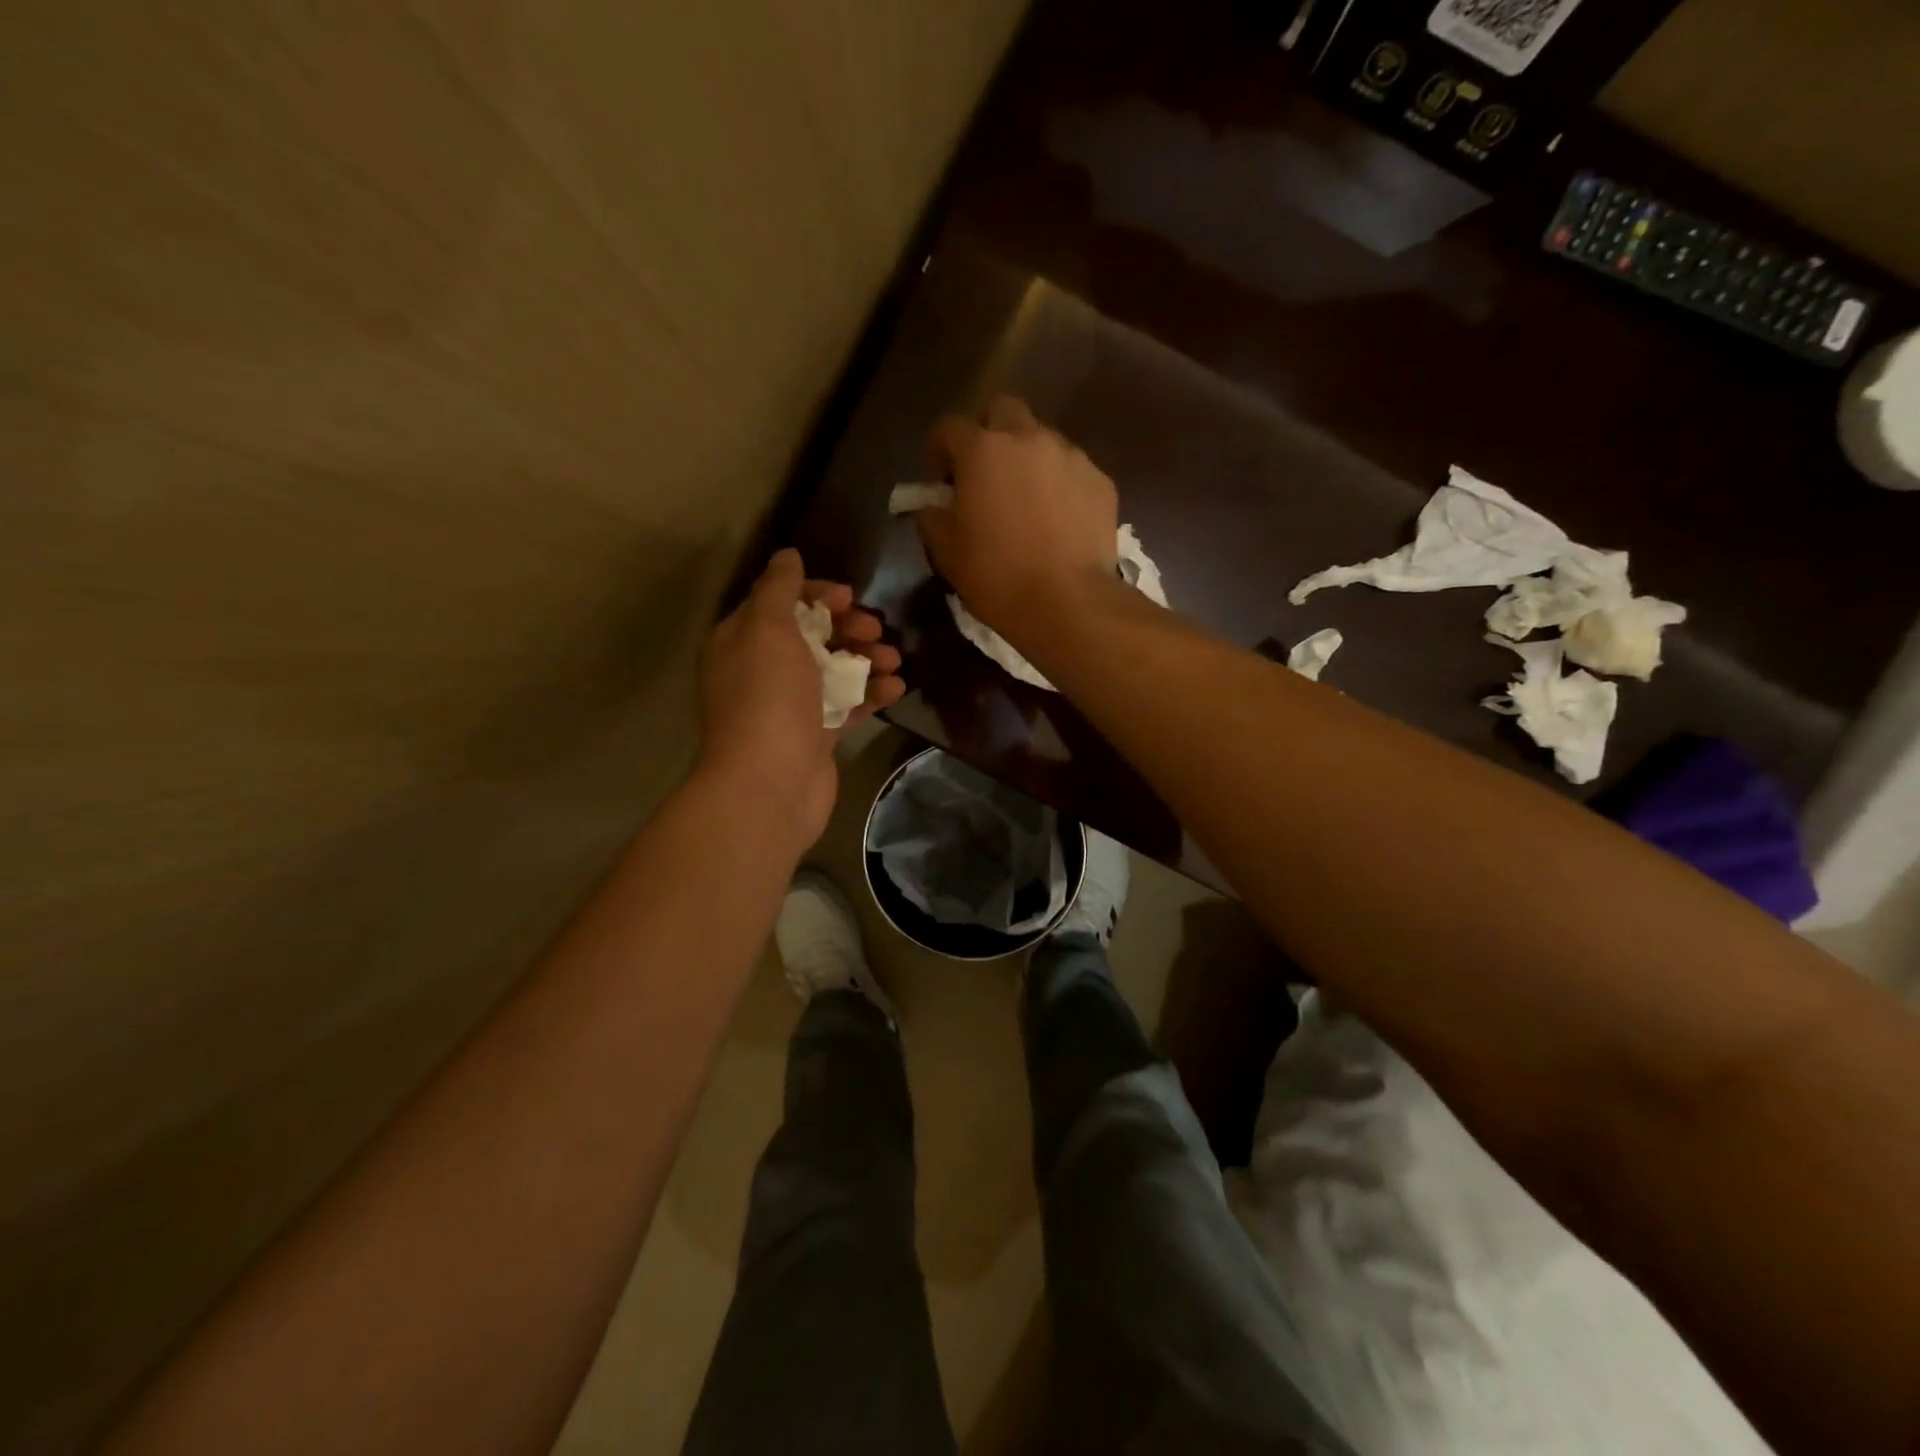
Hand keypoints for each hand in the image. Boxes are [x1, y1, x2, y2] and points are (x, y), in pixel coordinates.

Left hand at [696, 549, 903, 848]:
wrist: (769, 783)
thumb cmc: (768, 698)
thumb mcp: (768, 629)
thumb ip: (779, 589)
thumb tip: (787, 555)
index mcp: (741, 641)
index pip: (780, 602)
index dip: (816, 593)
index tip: (849, 597)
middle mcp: (762, 670)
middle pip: (812, 635)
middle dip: (848, 627)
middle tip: (875, 630)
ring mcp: (790, 705)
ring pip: (834, 669)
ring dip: (866, 659)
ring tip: (893, 660)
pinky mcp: (816, 735)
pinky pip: (847, 704)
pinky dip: (871, 694)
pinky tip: (897, 688)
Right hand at [918, 397, 1118, 640]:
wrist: (1068, 603)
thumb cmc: (997, 577)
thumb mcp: (946, 552)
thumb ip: (933, 517)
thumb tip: (934, 505)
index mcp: (983, 451)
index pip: (950, 427)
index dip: (939, 450)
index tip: (941, 481)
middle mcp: (1029, 439)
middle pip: (1003, 411)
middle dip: (989, 433)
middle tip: (985, 474)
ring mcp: (1071, 457)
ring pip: (1042, 440)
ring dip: (1028, 460)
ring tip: (1027, 501)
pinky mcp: (1101, 481)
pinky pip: (1072, 470)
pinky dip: (1060, 485)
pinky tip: (1058, 521)